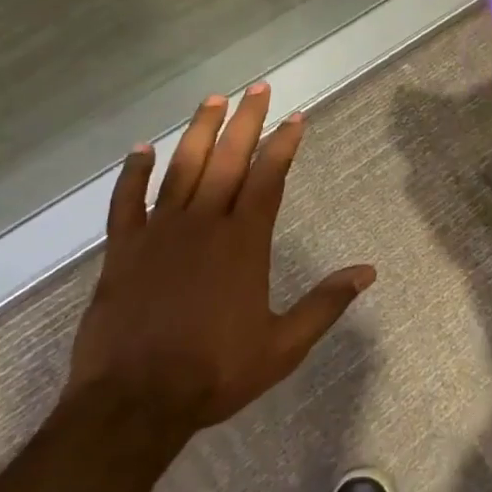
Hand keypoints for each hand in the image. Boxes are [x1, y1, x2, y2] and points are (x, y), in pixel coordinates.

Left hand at [63, 85, 374, 441]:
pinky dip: (132, 174)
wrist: (134, 403)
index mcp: (244, 243)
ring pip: (181, 169)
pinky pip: (126, 203)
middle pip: (228, 160)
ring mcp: (159, 234)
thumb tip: (368, 272)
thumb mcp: (283, 345)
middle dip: (245, 121)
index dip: (283, 145)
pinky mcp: (123, 251)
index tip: (295, 118)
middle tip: (256, 88)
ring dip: (198, 132)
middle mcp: (203, 225)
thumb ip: (325, 304)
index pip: (269, 179)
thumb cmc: (215, 372)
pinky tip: (141, 149)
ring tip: (212, 100)